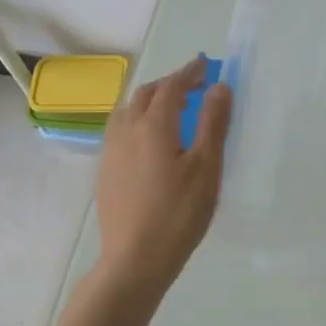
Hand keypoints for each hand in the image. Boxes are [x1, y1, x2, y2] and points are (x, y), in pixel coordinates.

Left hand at [95, 56, 231, 291]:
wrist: (135, 259)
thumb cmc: (179, 213)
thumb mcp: (206, 167)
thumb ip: (213, 123)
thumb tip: (219, 87)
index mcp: (153, 126)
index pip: (171, 87)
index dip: (189, 73)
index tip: (205, 66)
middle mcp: (126, 130)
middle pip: (145, 94)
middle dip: (169, 84)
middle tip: (193, 86)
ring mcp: (111, 151)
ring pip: (127, 111)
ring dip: (150, 100)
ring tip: (171, 108)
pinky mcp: (105, 171)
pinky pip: (120, 130)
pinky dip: (138, 120)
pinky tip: (150, 140)